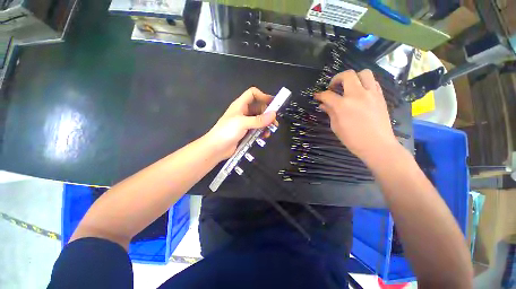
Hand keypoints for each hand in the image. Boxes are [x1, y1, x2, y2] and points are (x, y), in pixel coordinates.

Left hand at [204, 87, 276, 159]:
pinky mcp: (246, 132)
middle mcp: (243, 112)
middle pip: (258, 107)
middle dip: (267, 113)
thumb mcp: (243, 123)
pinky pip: (257, 129)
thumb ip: (258, 120)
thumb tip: (273, 114)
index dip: (263, 96)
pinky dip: (262, 131)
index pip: (253, 94)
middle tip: (274, 121)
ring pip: (259, 119)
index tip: (274, 104)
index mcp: (240, 105)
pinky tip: (264, 136)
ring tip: (270, 130)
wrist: (216, 148)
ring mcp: (245, 123)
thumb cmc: (227, 132)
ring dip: (266, 124)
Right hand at [315, 69, 398, 164]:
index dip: (320, 95)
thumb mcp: (336, 127)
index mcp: (343, 105)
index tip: (317, 96)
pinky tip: (360, 93)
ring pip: (364, 73)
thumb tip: (323, 105)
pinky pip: (373, 82)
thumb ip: (330, 112)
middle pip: (347, 75)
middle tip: (333, 87)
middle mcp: (357, 95)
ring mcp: (371, 94)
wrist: (377, 145)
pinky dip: (364, 83)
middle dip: (336, 79)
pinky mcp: (380, 96)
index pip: (327, 95)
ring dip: (353, 77)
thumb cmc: (353, 139)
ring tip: (348, 86)